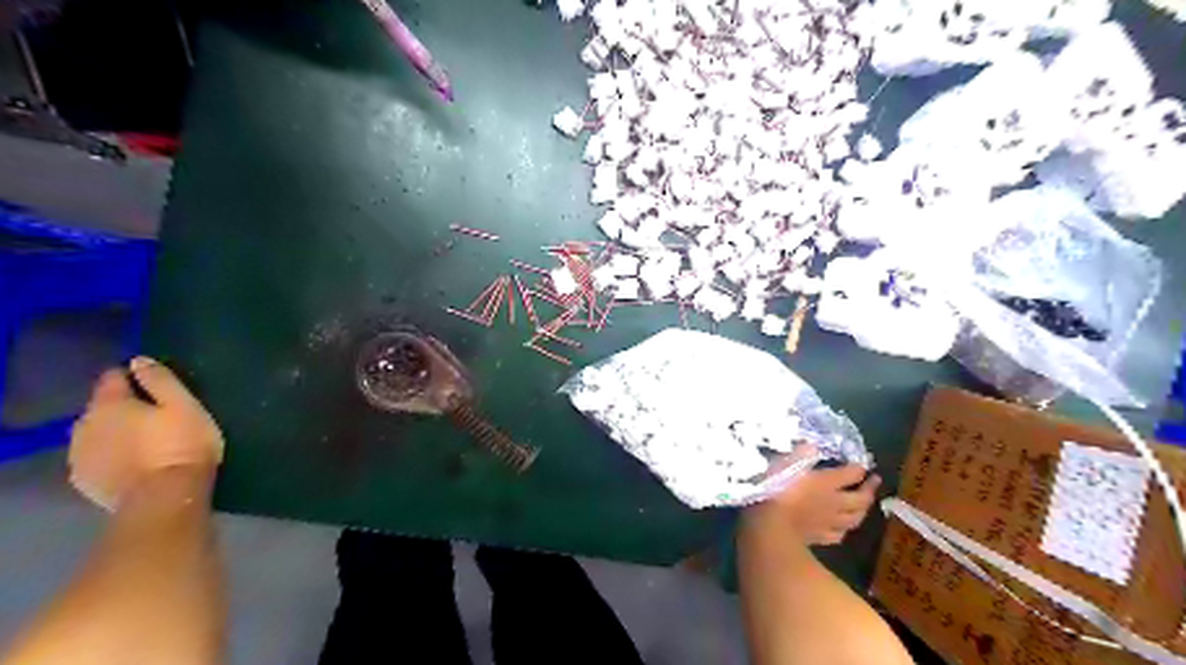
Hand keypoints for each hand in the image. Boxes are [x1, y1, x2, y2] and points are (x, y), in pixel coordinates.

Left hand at [70, 358, 223, 509]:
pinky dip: (111, 455)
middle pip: (101, 407)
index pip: (112, 378)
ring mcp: (80, 456)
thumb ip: (160, 381)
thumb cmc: (182, 444)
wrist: (165, 496)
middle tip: (156, 415)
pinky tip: (132, 461)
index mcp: (109, 405)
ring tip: (145, 440)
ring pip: (96, 434)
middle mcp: (84, 426)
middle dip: (123, 407)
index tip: (155, 383)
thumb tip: (139, 361)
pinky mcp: (86, 481)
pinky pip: (96, 457)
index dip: (133, 376)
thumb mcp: (184, 405)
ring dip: (115, 432)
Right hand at [738, 447, 877, 546]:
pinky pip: (838, 535)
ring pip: (854, 518)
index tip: (863, 464)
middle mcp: (834, 502)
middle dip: (869, 489)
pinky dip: (843, 529)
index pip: (852, 474)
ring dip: (862, 511)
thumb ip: (801, 454)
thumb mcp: (785, 464)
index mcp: (827, 482)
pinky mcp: (820, 538)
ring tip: (864, 505)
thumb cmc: (775, 489)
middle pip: (861, 498)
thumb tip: (812, 446)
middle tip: (874, 481)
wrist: (769, 526)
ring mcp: (829, 522)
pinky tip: (841, 528)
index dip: (859, 468)